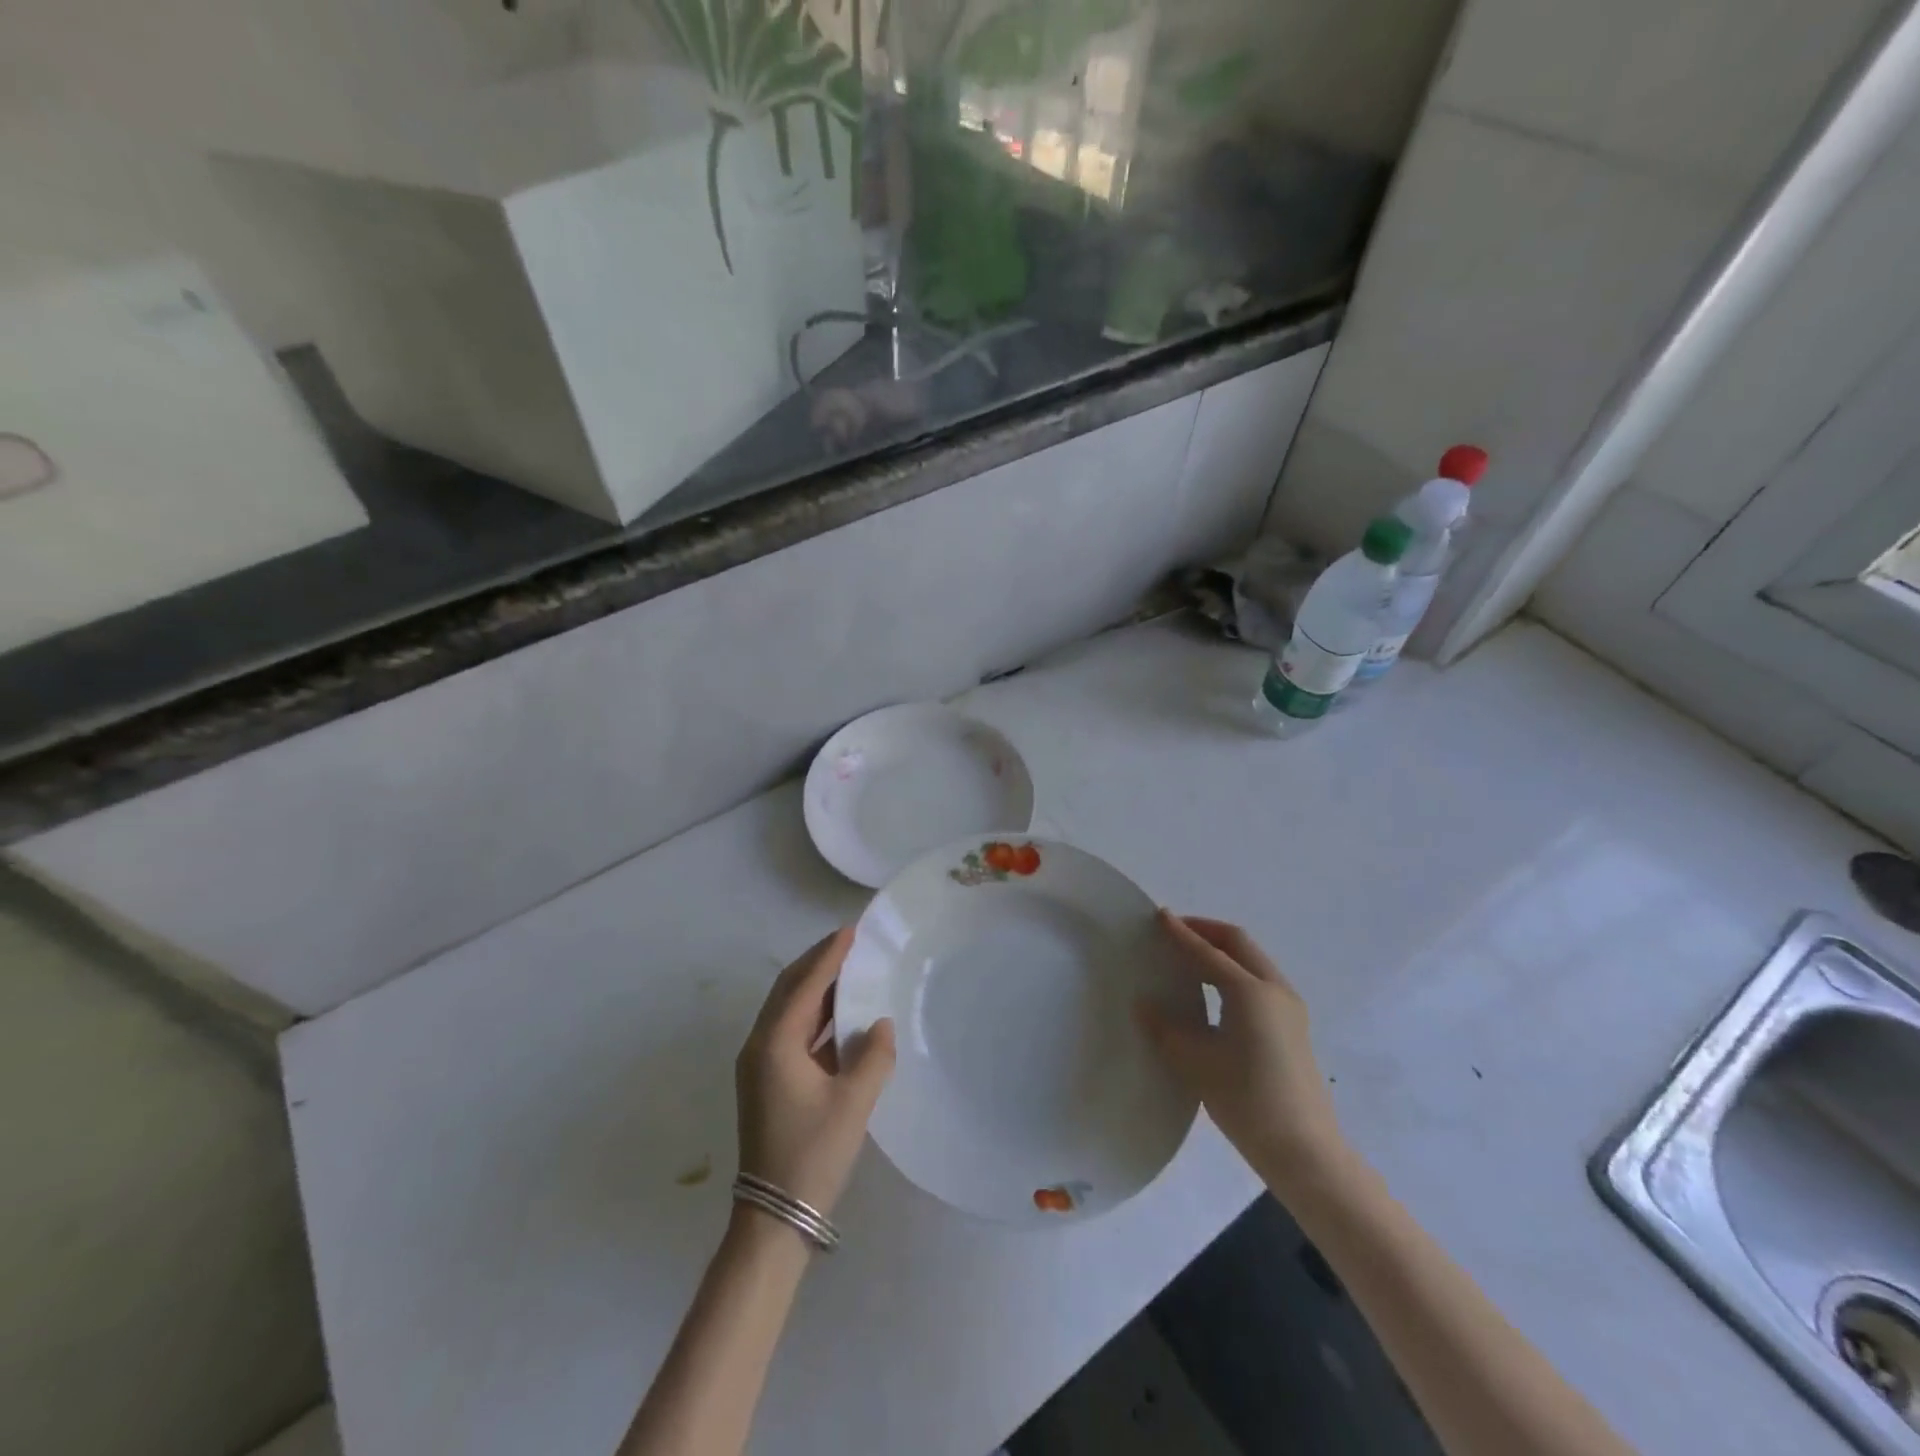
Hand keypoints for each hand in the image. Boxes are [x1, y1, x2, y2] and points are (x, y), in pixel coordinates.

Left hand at [736, 927, 895, 1218]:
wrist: (774, 1218)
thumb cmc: (813, 1155)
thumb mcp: (853, 1104)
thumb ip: (873, 1056)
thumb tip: (881, 1023)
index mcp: (774, 1044)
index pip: (804, 985)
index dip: (828, 956)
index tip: (850, 931)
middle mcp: (759, 1046)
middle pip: (788, 990)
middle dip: (817, 963)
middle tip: (849, 943)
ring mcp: (759, 1065)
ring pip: (787, 1010)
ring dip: (816, 988)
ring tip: (849, 970)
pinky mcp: (767, 1081)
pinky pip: (790, 1032)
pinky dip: (814, 1016)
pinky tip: (840, 1014)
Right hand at [1136, 912, 1347, 1191]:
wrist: (1305, 1152)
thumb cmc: (1247, 1101)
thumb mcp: (1196, 1063)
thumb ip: (1166, 1028)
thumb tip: (1144, 1004)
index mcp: (1250, 992)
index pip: (1208, 952)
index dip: (1181, 934)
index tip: (1159, 916)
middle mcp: (1274, 990)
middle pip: (1238, 944)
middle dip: (1206, 931)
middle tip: (1175, 930)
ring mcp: (1289, 1009)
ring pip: (1252, 961)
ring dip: (1222, 952)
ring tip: (1190, 958)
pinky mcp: (1293, 1028)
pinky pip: (1259, 982)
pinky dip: (1234, 972)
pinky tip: (1214, 993)